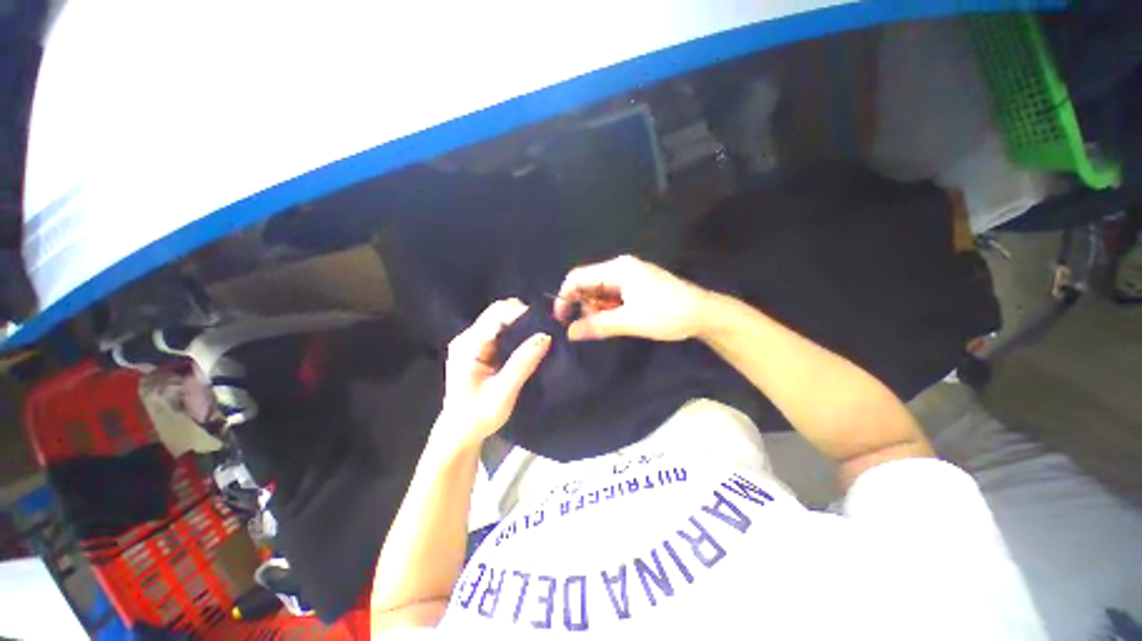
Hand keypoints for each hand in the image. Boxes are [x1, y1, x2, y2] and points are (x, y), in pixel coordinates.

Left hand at [438, 299, 550, 449]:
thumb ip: (523, 363)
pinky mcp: (479, 349)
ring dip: (521, 323)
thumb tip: (545, 336)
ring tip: (541, 332)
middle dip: (522, 315)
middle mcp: (468, 338)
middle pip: (497, 312)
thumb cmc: (478, 416)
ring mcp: (472, 342)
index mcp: (468, 345)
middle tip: (546, 326)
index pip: (496, 315)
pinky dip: (517, 332)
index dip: (521, 313)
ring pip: (500, 319)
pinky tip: (529, 341)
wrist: (459, 433)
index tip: (545, 321)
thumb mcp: (504, 392)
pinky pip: (501, 331)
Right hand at [554, 255, 711, 341]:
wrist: (704, 314)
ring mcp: (630, 277)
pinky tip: (620, 320)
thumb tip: (570, 333)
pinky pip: (613, 296)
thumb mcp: (630, 321)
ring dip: (599, 310)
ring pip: (601, 292)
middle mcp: (621, 268)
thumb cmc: (668, 314)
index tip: (562, 319)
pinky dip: (610, 309)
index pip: (578, 277)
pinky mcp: (637, 286)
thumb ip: (598, 325)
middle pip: (589, 284)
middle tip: (595, 326)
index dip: (565, 297)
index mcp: (618, 269)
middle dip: (585, 306)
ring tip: (613, 324)